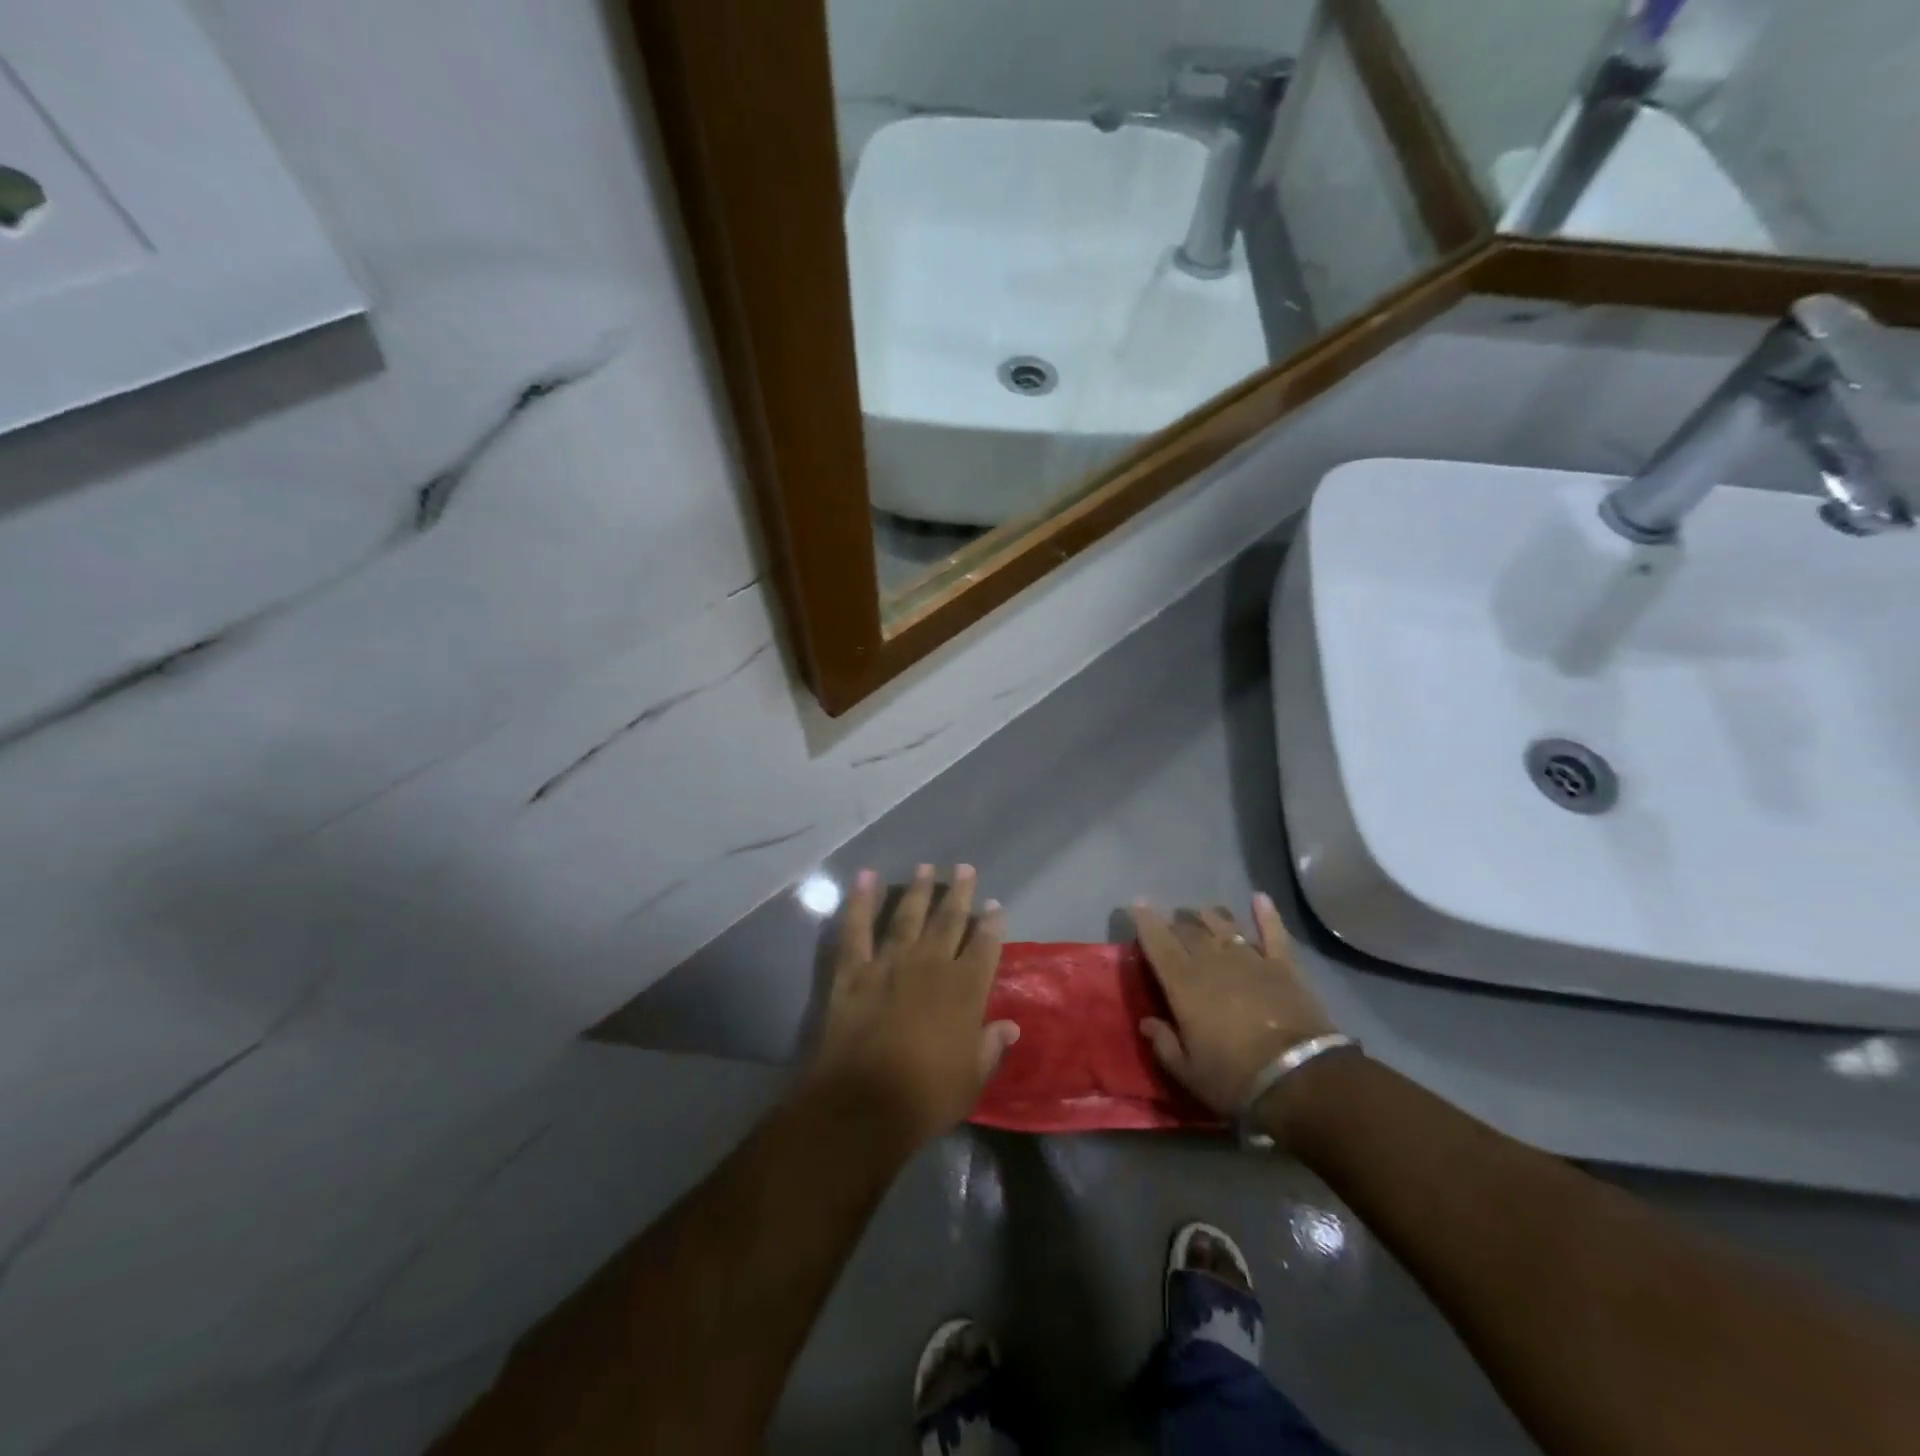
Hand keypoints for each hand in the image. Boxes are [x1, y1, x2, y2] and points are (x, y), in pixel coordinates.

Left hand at [806, 865, 1019, 1151]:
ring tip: (926, 867)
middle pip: (949, 920)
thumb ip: (990, 1047)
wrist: (863, 1104)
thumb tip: (1010, 1026)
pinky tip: (865, 877)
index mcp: (965, 990)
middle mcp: (930, 965)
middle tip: (965, 868)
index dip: (992, 924)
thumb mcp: (972, 1079)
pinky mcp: (853, 971)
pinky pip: (856, 928)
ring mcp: (889, 963)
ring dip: (918, 890)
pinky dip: (859, 901)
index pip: (985, 946)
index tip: (995, 906)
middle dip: (959, 893)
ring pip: (907, 916)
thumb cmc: (926, 1097)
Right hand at [1134, 894, 1337, 1118]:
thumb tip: (1147, 1022)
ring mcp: (1250, 959)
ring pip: (1224, 924)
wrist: (1300, 1079)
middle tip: (1171, 925)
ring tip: (1201, 913)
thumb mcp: (1188, 1072)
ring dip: (1209, 916)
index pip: (1158, 942)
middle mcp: (1212, 961)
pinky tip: (1260, 898)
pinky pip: (1273, 931)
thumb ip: (1164, 1043)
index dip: (1145, 921)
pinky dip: (1266, 913)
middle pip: (1189, 930)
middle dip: (1176, 923)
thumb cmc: (1235, 1078)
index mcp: (1183, 984)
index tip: (1137, 905)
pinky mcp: (1283, 965)